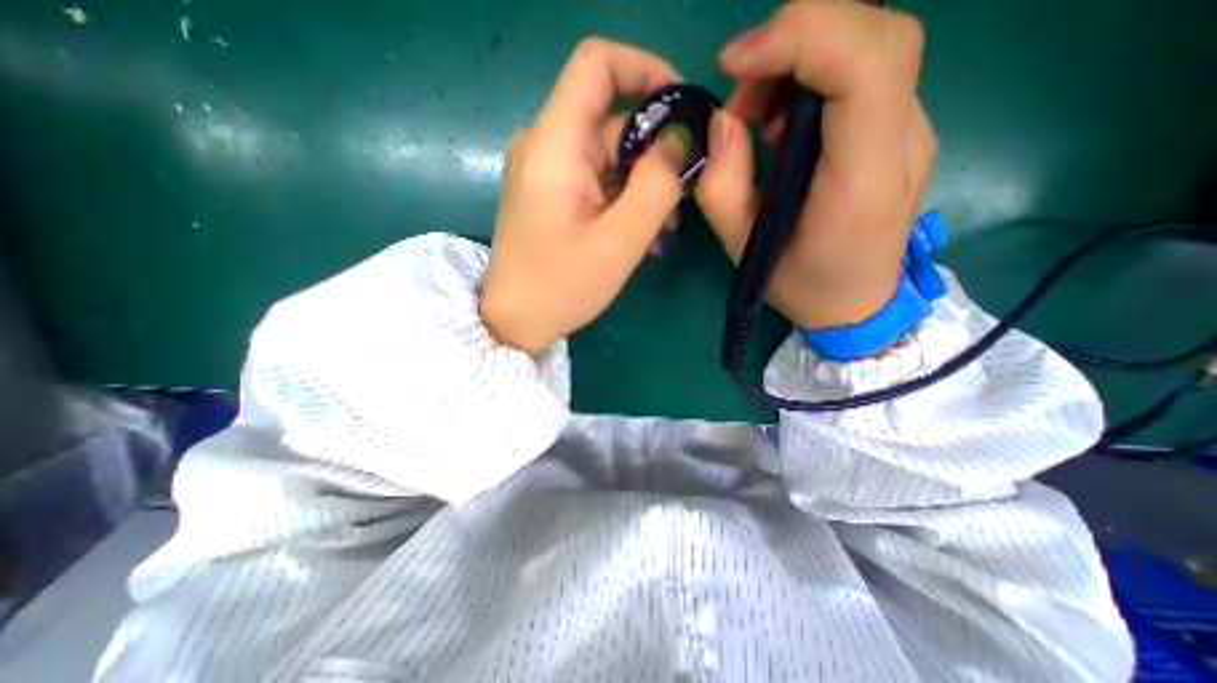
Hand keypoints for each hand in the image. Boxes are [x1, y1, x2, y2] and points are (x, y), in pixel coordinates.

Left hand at [486, 40, 693, 354]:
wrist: (515, 321)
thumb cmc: (562, 286)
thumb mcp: (621, 239)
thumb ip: (657, 184)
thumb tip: (677, 141)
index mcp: (554, 144)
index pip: (597, 64)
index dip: (646, 69)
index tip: (682, 109)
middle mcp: (545, 145)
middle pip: (611, 120)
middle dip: (655, 152)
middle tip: (683, 195)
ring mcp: (546, 171)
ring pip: (608, 156)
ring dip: (643, 183)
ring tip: (665, 226)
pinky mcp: (550, 194)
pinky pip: (596, 180)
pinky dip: (623, 198)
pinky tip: (641, 232)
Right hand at [688, 1, 932, 331]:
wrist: (858, 304)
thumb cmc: (800, 284)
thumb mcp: (743, 249)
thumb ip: (723, 188)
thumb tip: (723, 121)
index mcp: (861, 180)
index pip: (865, 64)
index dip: (801, 37)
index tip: (736, 63)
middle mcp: (902, 142)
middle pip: (877, 35)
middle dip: (797, 39)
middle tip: (742, 88)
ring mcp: (912, 131)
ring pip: (872, 46)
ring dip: (802, 58)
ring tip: (756, 114)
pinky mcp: (901, 131)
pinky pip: (866, 74)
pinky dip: (815, 76)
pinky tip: (784, 123)